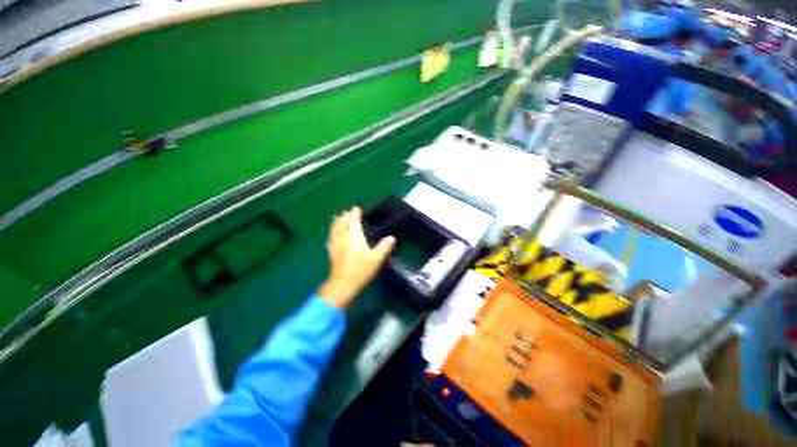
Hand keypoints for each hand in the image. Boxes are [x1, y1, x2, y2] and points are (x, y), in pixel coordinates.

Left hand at [319, 207, 395, 308]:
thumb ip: (384, 247)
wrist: (343, 284)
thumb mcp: (376, 259)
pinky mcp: (332, 252)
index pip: (354, 222)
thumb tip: (392, 238)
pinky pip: (330, 238)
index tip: (356, 208)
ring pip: (335, 230)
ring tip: (337, 217)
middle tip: (346, 211)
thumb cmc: (361, 270)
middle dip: (345, 216)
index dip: (354, 214)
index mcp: (355, 237)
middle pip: (342, 223)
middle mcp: (344, 238)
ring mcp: (336, 245)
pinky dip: (332, 232)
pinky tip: (331, 234)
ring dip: (336, 222)